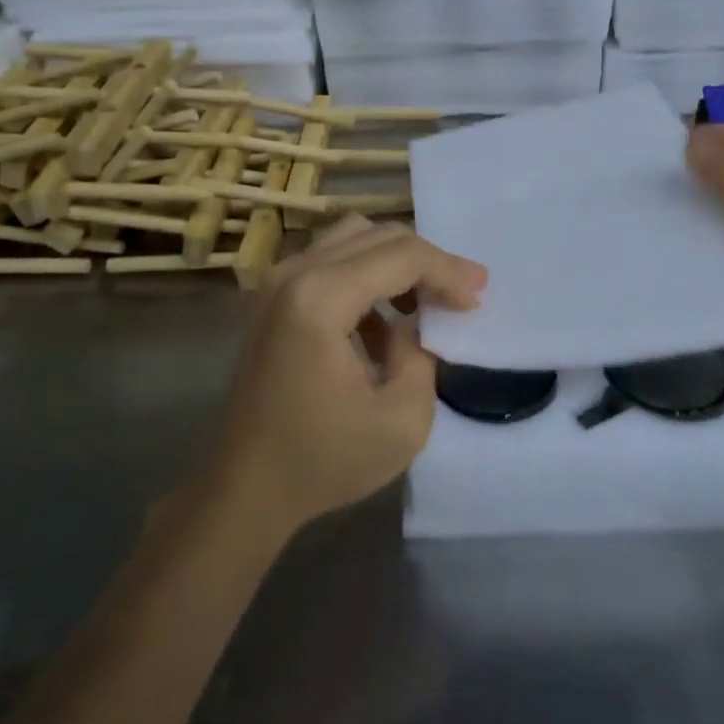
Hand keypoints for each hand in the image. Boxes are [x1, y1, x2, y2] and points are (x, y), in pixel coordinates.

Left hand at [205, 216, 486, 536]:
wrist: (245, 488)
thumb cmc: (323, 461)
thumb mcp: (403, 421)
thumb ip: (421, 355)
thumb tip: (411, 323)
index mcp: (320, 298)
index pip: (401, 256)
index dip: (447, 271)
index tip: (478, 297)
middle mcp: (293, 274)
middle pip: (378, 235)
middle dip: (427, 261)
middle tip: (460, 295)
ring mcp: (276, 281)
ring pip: (353, 237)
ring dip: (395, 263)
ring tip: (423, 304)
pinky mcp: (272, 296)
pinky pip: (330, 259)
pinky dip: (366, 276)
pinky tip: (381, 325)